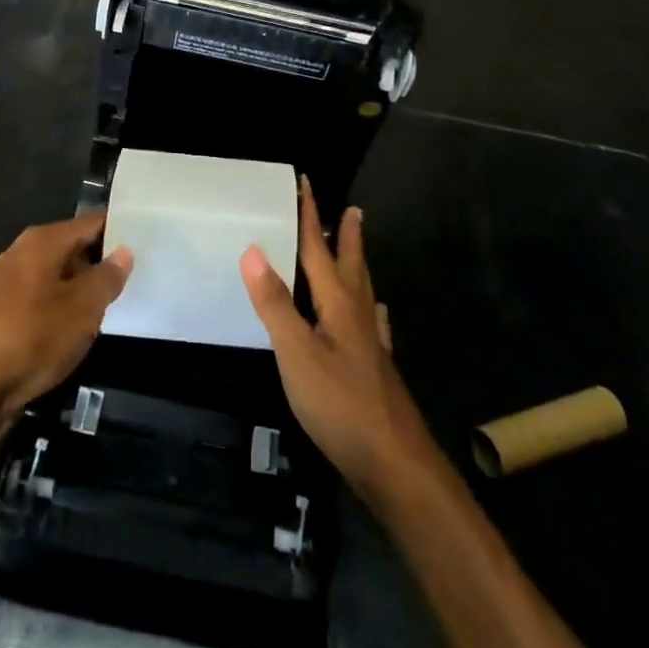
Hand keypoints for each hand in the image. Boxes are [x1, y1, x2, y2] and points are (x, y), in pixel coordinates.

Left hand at [0, 216, 132, 435]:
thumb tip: (124, 251)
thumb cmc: (29, 338)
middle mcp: (21, 256)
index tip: (148, 236)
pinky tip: (79, 332)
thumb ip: (106, 278)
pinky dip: (61, 314)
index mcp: (41, 242)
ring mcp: (6, 288)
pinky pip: (41, 306)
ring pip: (56, 281)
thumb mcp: (81, 309)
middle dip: (102, 262)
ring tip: (116, 305)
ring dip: (82, 292)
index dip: (119, 229)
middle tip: (140, 274)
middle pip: (72, 250)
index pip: (90, 223)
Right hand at [242, 184, 438, 503]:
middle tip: (352, 210)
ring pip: (363, 292)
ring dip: (357, 266)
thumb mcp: (296, 353)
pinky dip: (371, 309)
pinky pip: (372, 324)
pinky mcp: (377, 370)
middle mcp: (358, 316)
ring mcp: (371, 344)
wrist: (395, 463)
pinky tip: (377, 315)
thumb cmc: (340, 405)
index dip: (311, 217)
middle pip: (350, 265)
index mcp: (338, 305)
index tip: (307, 184)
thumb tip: (253, 249)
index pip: (319, 250)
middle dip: (345, 236)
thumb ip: (275, 303)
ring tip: (357, 251)